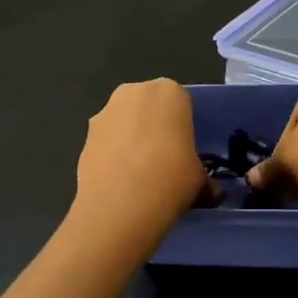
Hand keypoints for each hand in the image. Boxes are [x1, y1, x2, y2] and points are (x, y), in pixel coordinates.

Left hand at [71, 79, 213, 247]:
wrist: (120, 205)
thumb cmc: (172, 179)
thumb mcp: (200, 181)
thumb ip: (206, 180)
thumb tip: (212, 193)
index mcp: (170, 92)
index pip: (181, 103)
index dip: (183, 128)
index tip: (185, 151)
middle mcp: (134, 92)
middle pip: (149, 107)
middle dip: (155, 128)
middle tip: (164, 161)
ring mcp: (105, 112)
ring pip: (125, 123)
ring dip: (131, 141)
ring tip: (140, 176)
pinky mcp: (85, 135)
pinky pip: (107, 141)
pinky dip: (113, 155)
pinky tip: (121, 182)